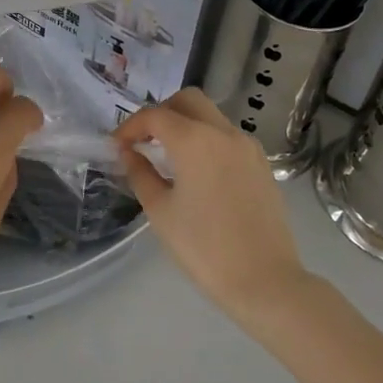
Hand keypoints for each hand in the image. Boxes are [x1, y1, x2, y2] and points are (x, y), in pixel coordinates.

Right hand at [115, 89, 312, 327]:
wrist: (266, 282)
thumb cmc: (205, 248)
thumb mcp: (161, 212)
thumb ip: (140, 174)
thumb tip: (128, 153)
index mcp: (194, 140)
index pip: (155, 116)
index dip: (130, 126)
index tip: (117, 146)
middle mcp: (223, 132)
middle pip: (187, 101)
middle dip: (162, 113)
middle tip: (145, 140)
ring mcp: (247, 146)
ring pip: (210, 116)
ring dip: (186, 124)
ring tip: (169, 158)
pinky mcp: (261, 163)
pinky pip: (228, 137)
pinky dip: (207, 140)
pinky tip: (198, 172)